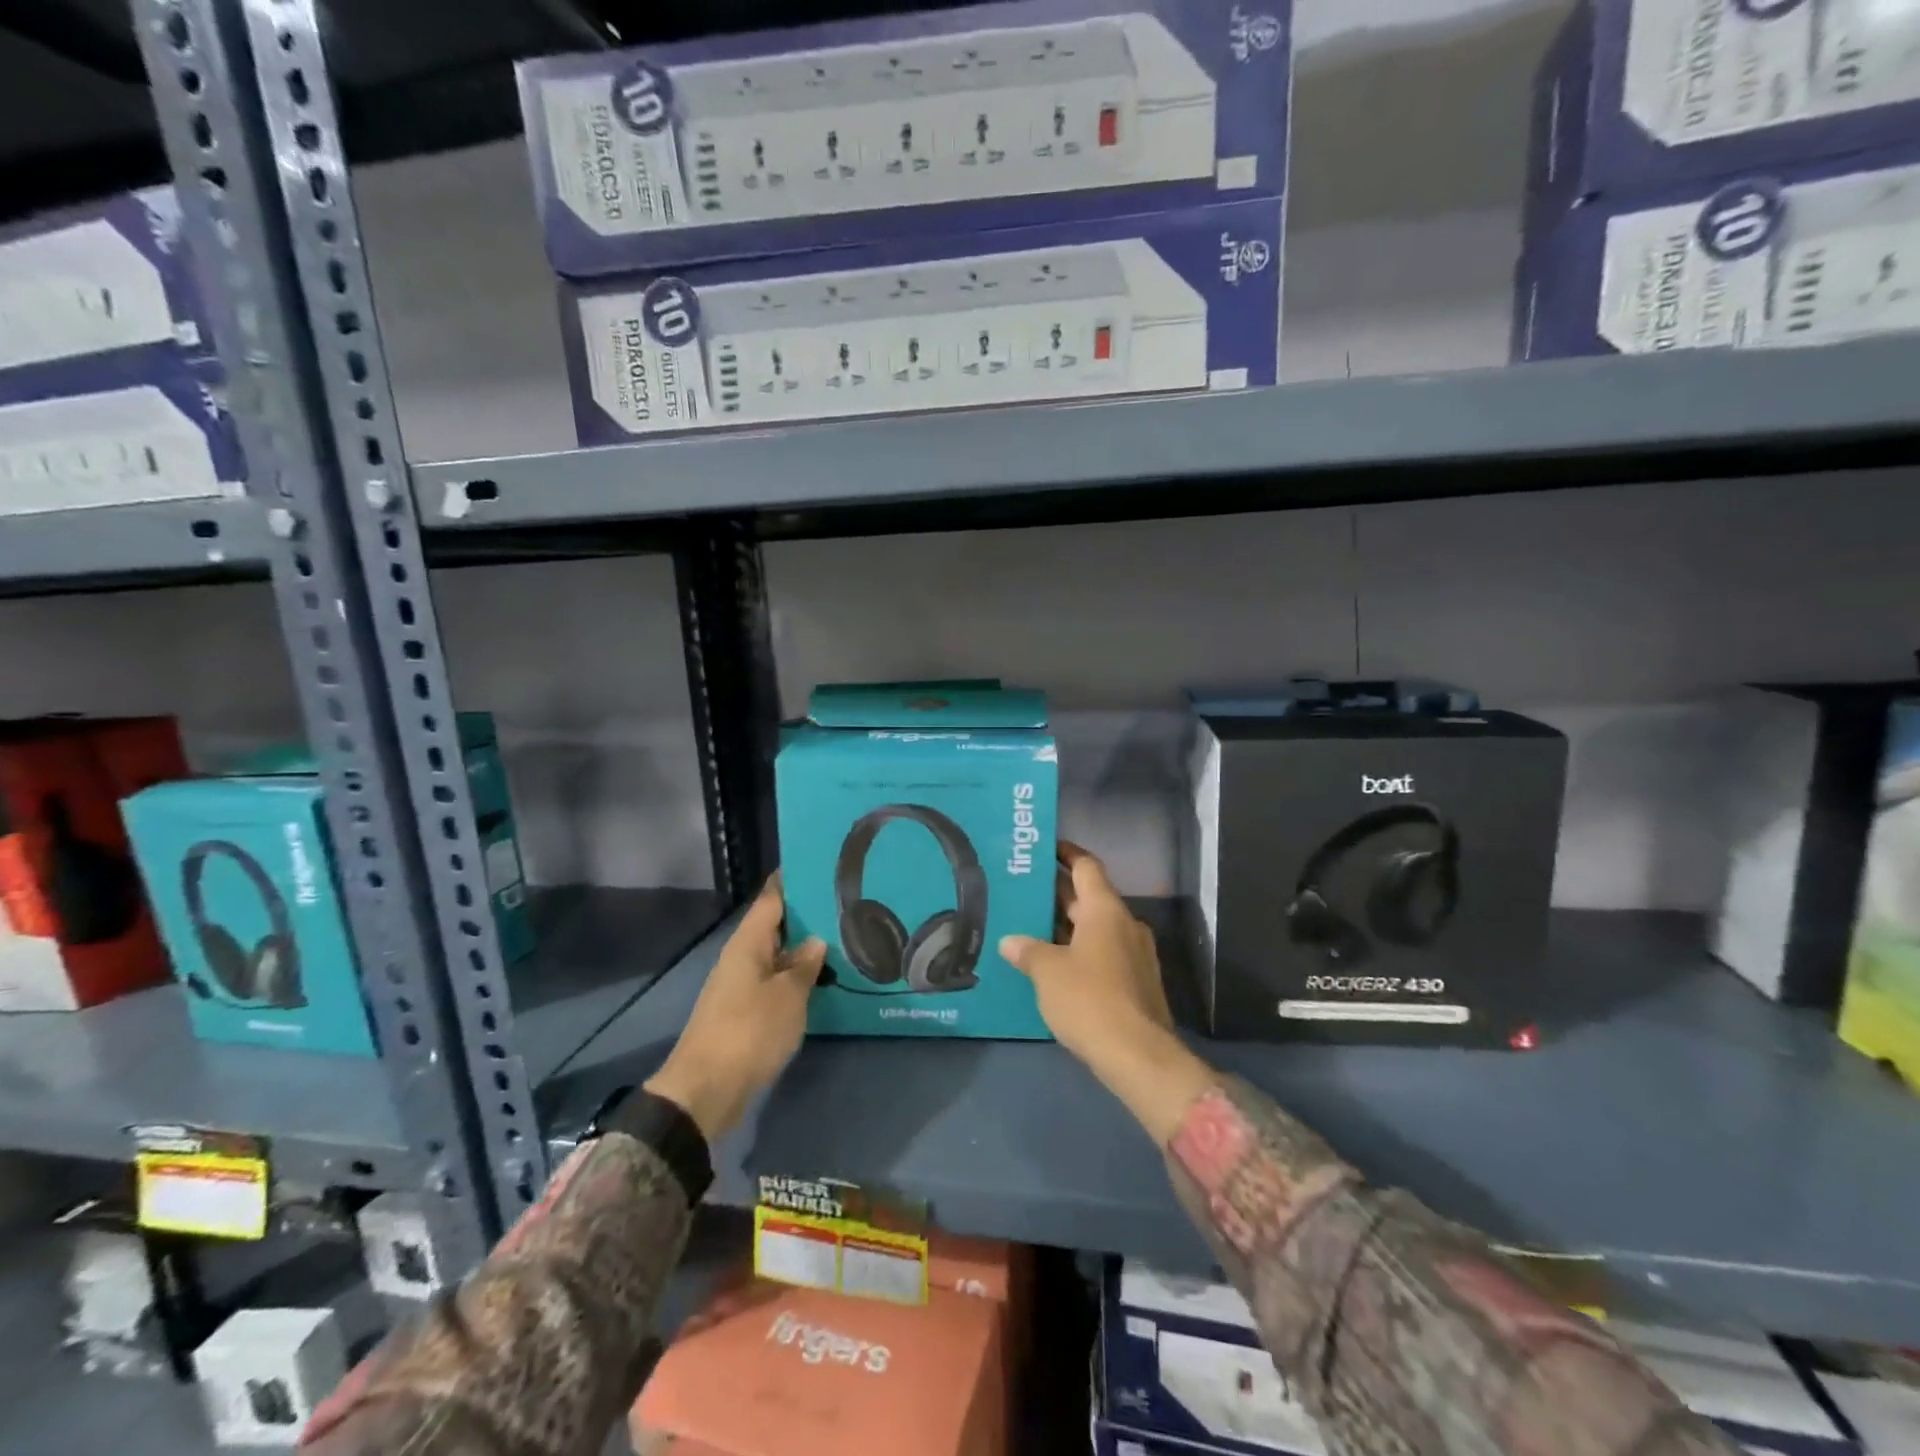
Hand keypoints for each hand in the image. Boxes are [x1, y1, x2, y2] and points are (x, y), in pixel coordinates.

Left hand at [645, 874, 825, 1141]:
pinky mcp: (745, 1012)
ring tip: (843, 938)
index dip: (793, 880)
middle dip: (806, 914)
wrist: (706, 1091)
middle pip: (776, 925)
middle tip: (846, 903)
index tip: (821, 864)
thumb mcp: (788, 995)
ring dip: (804, 949)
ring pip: (777, 955)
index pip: (771, 897)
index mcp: (748, 943)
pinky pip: (775, 982)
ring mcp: (741, 986)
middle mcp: (742, 957)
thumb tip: (816, 939)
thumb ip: (805, 965)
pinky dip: (797, 977)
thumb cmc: (749, 1032)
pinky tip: (823, 980)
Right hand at [1000, 843, 1215, 1144]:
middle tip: (1024, 890)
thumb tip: (1010, 941)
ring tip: (1031, 927)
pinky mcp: (1137, 982)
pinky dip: (1080, 951)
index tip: (1044, 848)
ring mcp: (1135, 954)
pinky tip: (1054, 965)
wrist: (1137, 1054)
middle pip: (1089, 897)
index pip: (1086, 866)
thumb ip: (1027, 950)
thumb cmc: (1088, 998)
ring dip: (1067, 925)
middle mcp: (1124, 923)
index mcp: (1105, 909)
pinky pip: (1104, 953)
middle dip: (1058, 893)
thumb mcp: (1047, 971)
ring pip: (1096, 927)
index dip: (1066, 853)